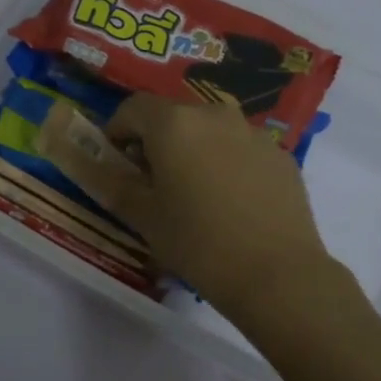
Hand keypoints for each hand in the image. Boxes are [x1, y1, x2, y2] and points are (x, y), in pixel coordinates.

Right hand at [52, 94, 333, 323]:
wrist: (276, 273)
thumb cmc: (198, 244)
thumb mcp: (145, 218)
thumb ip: (116, 184)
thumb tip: (99, 167)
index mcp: (174, 124)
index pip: (134, 107)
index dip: (117, 129)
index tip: (116, 159)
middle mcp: (215, 115)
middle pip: (175, 115)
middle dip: (157, 139)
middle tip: (153, 179)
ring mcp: (253, 133)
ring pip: (211, 130)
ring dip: (195, 148)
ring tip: (195, 190)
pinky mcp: (280, 155)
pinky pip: (242, 148)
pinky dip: (228, 162)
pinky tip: (232, 202)